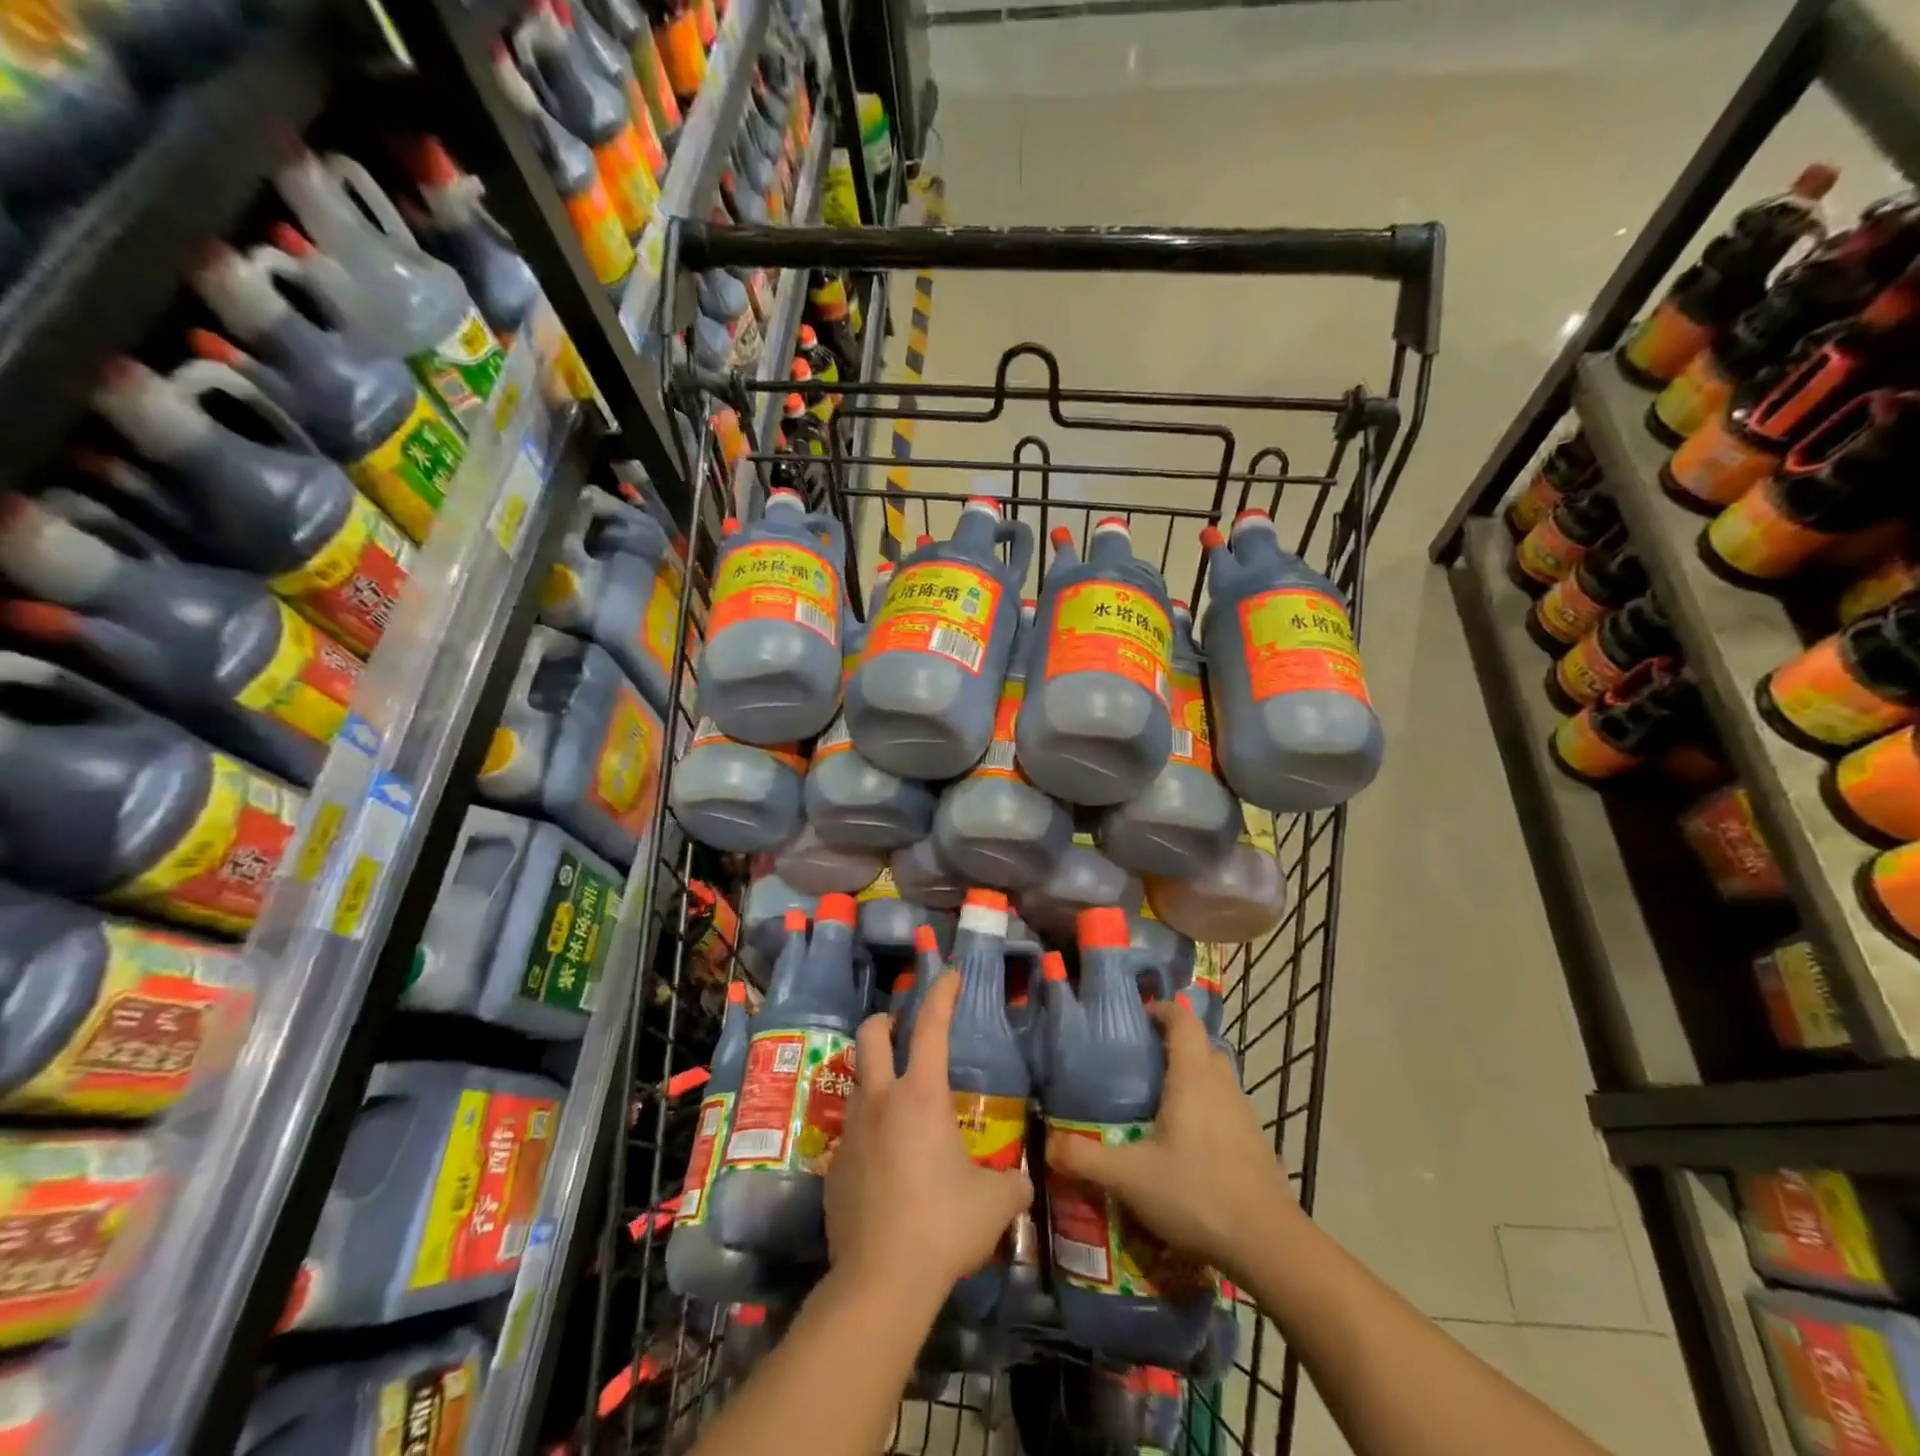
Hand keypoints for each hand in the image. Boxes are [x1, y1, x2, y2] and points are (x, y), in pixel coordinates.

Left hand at [825, 973, 1033, 1301]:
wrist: (881, 1281)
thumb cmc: (944, 1225)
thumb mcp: (994, 1204)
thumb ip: (1011, 1184)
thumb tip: (1021, 1182)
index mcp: (921, 1095)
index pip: (931, 1026)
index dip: (941, 994)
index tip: (949, 975)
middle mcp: (880, 1100)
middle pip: (871, 1034)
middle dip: (885, 1020)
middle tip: (901, 1029)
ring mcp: (851, 1132)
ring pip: (857, 1082)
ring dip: (876, 1079)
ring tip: (898, 1104)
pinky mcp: (834, 1167)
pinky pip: (852, 1134)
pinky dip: (870, 1134)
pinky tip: (886, 1167)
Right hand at [1045, 996, 1293, 1280]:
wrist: (1269, 1244)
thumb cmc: (1196, 1194)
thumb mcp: (1130, 1178)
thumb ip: (1086, 1159)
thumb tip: (1049, 1145)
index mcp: (1193, 1077)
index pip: (1184, 1020)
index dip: (1164, 1009)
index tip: (1140, 1015)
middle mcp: (1222, 1084)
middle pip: (1203, 1045)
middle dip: (1176, 1044)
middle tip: (1144, 1061)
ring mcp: (1245, 1113)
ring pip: (1218, 1076)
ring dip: (1195, 1076)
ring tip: (1163, 1101)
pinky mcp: (1257, 1142)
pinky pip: (1228, 1106)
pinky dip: (1209, 1108)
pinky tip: (1191, 1142)